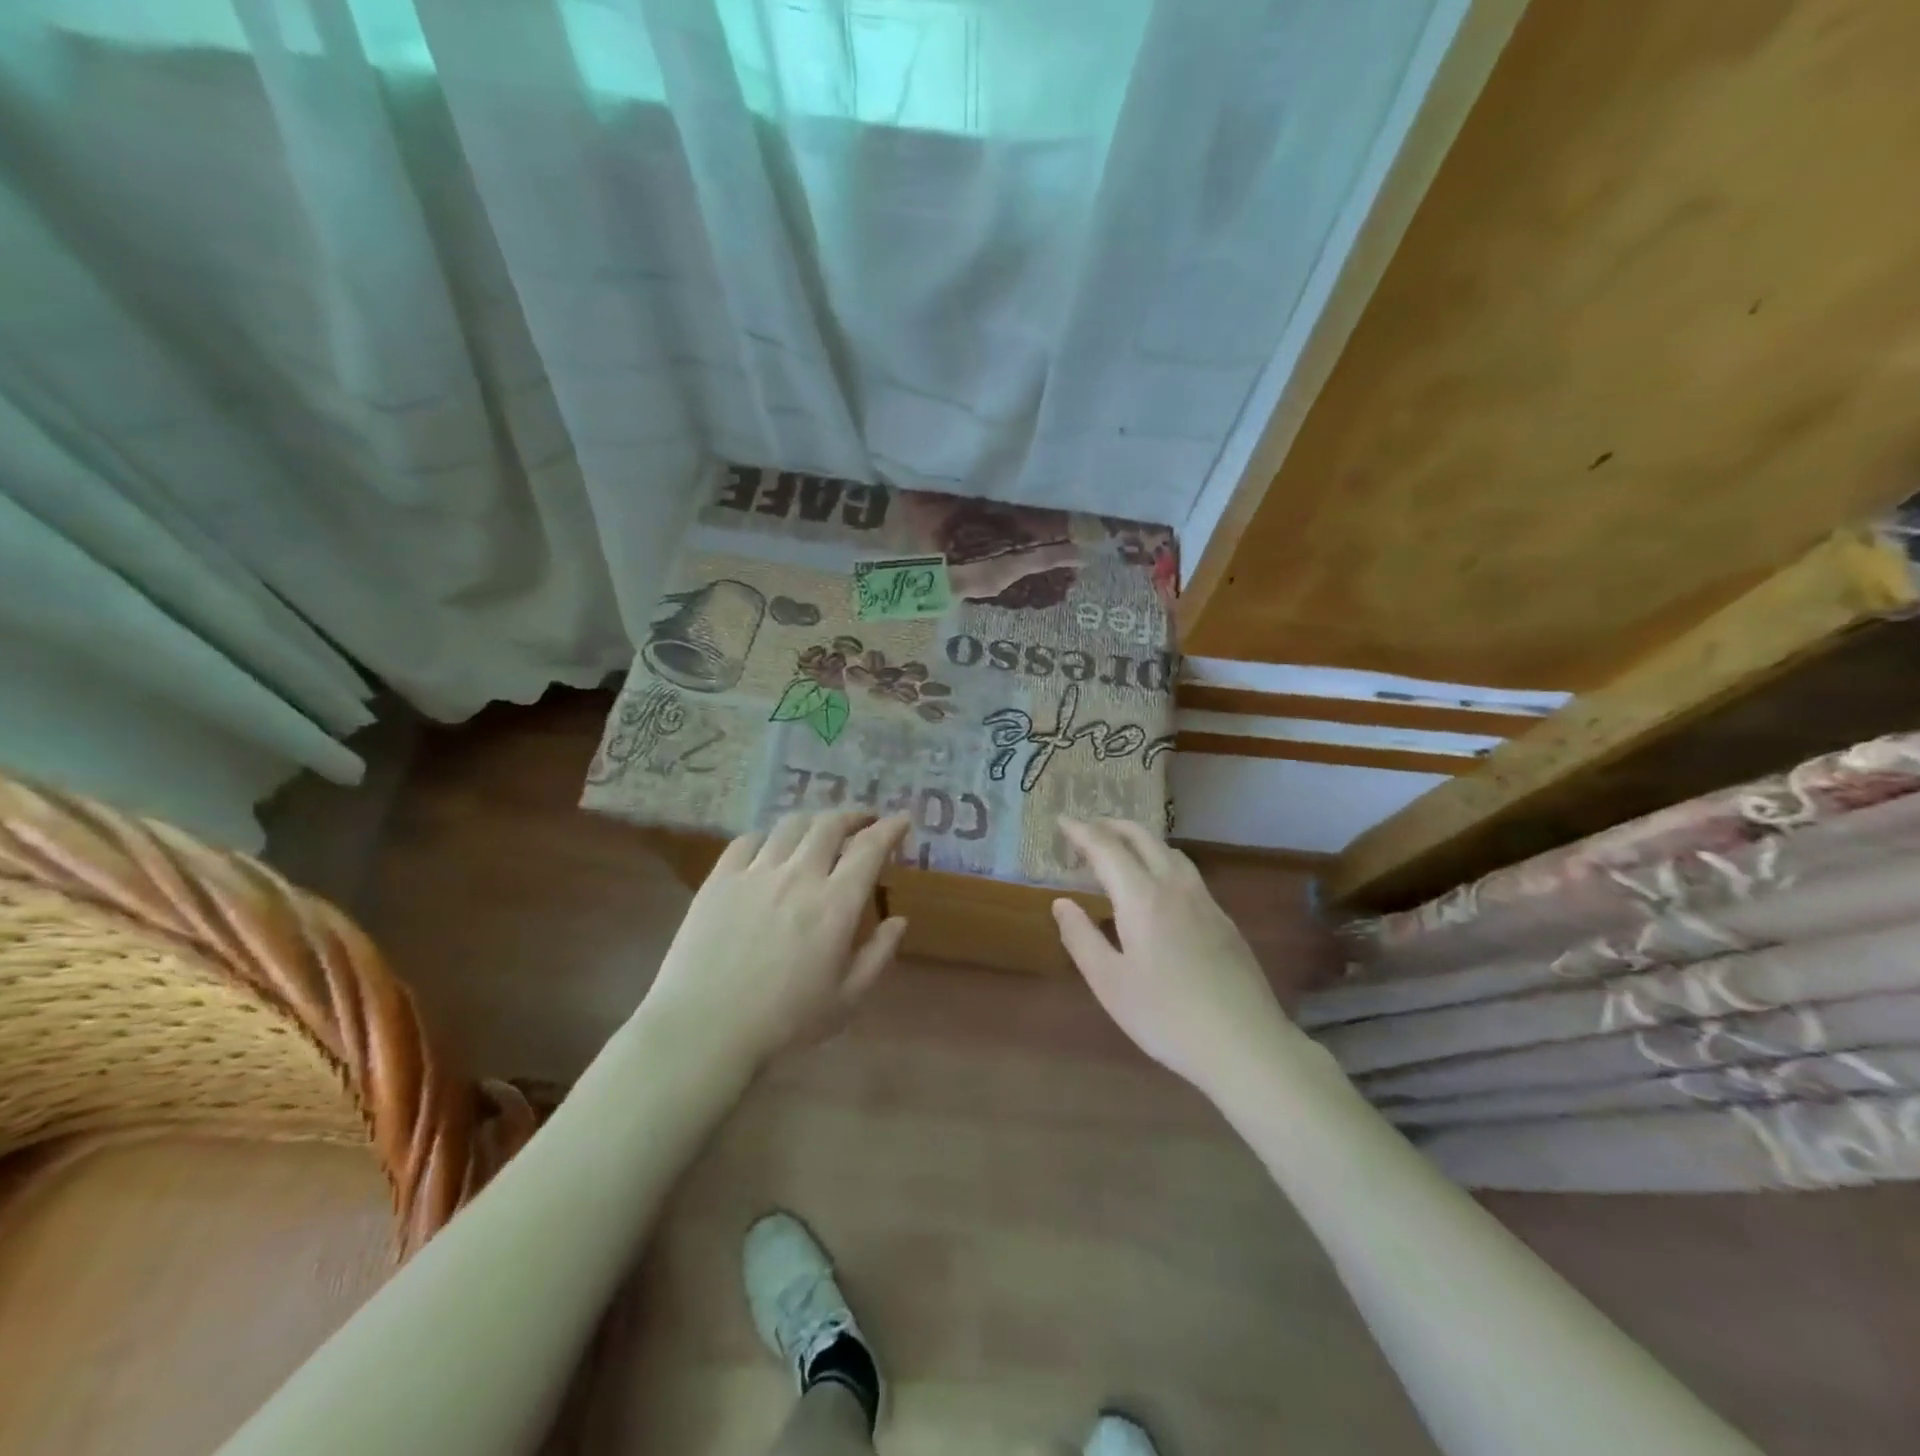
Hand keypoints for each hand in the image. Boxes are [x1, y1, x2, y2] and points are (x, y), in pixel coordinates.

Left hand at [640, 812, 910, 1071]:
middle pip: (829, 825)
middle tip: (863, 822)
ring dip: (813, 822)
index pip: (870, 848)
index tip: (902, 819)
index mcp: (835, 904)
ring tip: (819, 831)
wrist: (705, 1030)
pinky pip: (747, 841)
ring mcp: (756, 873)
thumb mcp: (847, 999)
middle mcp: (799, 876)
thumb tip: (899, 920)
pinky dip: (768, 838)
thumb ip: (879, 955)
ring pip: (790, 825)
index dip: (890, 828)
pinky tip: (770, 850)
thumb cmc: (785, 1022)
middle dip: (853, 816)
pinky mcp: (720, 879)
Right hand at [1053, 817, 1287, 1095]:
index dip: (1081, 831)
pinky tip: (1159, 886)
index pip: (1106, 848)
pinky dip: (1162, 861)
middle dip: (1112, 825)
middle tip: (1087, 827)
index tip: (1062, 820)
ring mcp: (1205, 902)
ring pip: (1170, 852)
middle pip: (1143, 838)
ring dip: (1140, 840)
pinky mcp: (1224, 920)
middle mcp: (1175, 887)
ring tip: (1120, 849)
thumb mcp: (1109, 983)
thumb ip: (1081, 938)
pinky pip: (1187, 873)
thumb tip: (1061, 902)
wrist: (1246, 1045)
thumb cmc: (1166, 1017)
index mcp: (1142, 898)